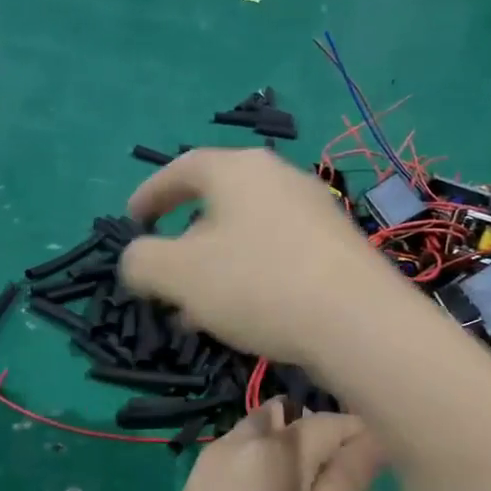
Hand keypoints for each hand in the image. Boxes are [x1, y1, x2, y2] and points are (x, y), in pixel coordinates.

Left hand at [110, 401, 380, 490]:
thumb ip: (346, 484)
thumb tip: (375, 439)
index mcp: (274, 452)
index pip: (330, 422)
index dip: (361, 435)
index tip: (381, 464)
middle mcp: (238, 440)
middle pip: (291, 418)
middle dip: (321, 437)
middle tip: (341, 484)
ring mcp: (209, 458)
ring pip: (262, 430)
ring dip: (289, 446)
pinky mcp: (194, 479)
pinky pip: (238, 449)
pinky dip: (262, 459)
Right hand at [119, 148, 395, 364]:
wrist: (358, 322)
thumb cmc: (257, 284)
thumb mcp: (179, 274)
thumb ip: (142, 261)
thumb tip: (138, 259)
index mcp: (238, 171)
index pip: (182, 168)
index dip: (151, 194)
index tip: (132, 220)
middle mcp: (280, 179)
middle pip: (217, 204)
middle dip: (185, 243)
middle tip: (167, 278)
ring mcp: (315, 212)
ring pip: (248, 235)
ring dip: (217, 268)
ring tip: (200, 312)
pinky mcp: (338, 248)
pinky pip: (278, 255)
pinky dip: (251, 278)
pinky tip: (247, 317)